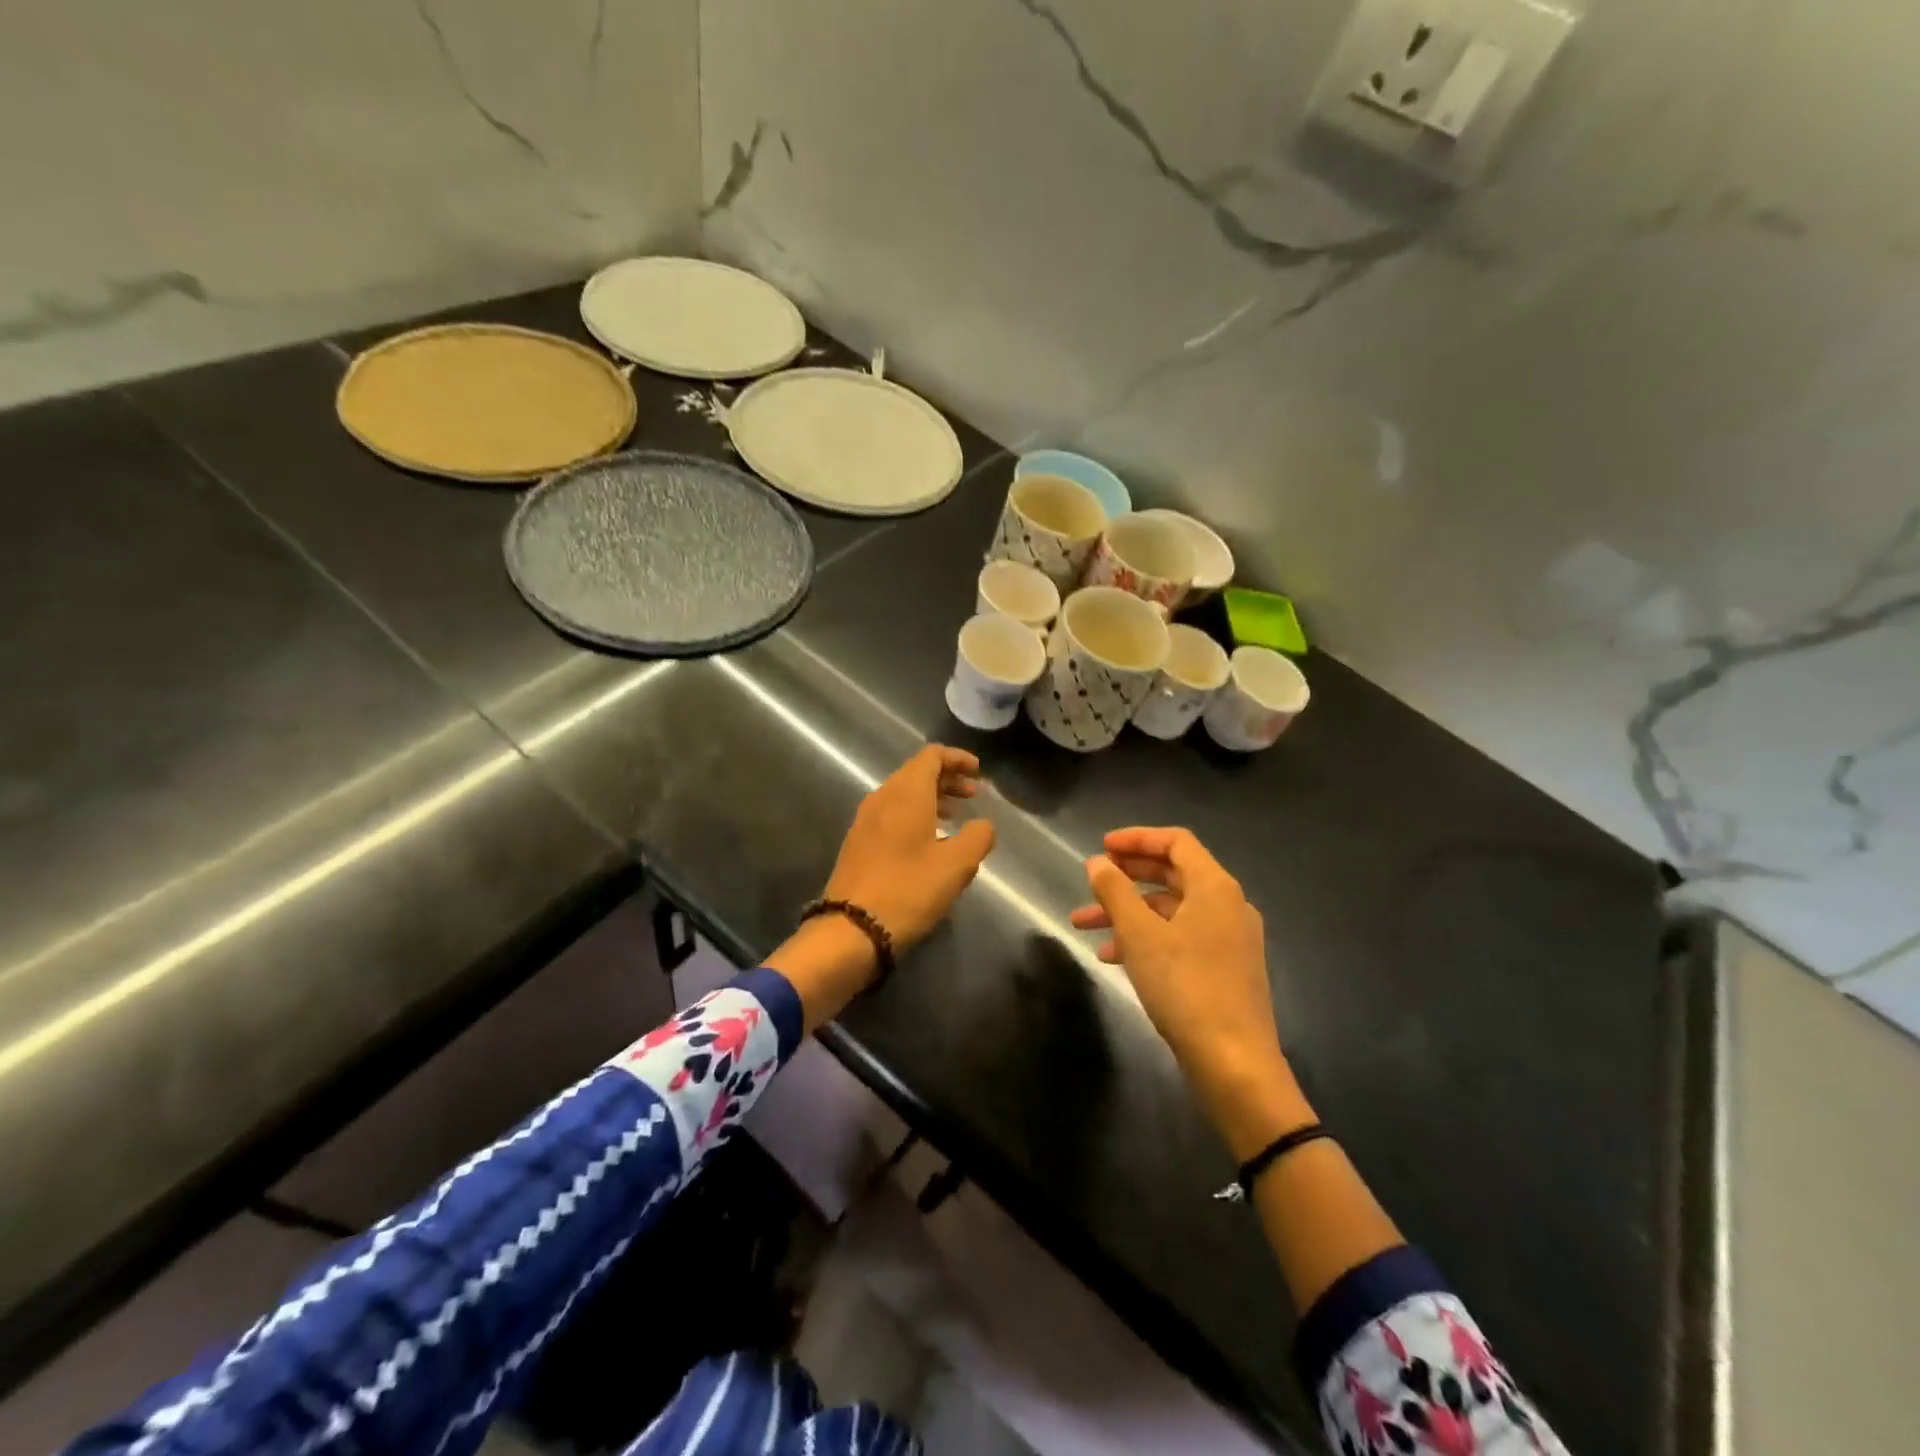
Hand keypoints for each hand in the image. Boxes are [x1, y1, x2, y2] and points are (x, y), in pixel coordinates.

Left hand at [825, 745, 995, 952]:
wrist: (852, 928)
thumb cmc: (909, 890)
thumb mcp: (956, 865)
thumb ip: (978, 837)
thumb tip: (983, 825)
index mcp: (906, 794)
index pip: (931, 756)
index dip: (957, 758)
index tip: (978, 771)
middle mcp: (882, 798)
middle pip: (916, 772)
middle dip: (947, 778)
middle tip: (973, 795)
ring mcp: (865, 820)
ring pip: (902, 794)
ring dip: (931, 798)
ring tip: (955, 817)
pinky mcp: (858, 842)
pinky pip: (890, 813)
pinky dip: (914, 815)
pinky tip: (928, 840)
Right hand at [1071, 828, 1304, 1153]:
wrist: (1234, 1063)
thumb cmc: (1185, 987)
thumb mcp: (1139, 935)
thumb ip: (1115, 892)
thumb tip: (1097, 863)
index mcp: (1215, 887)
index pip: (1176, 842)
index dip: (1137, 838)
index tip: (1101, 847)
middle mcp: (1228, 906)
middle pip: (1173, 874)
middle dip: (1127, 877)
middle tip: (1092, 880)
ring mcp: (1229, 940)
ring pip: (1171, 910)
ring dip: (1128, 913)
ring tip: (1084, 926)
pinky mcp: (1224, 969)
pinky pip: (1180, 938)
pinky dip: (1147, 939)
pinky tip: (1113, 958)